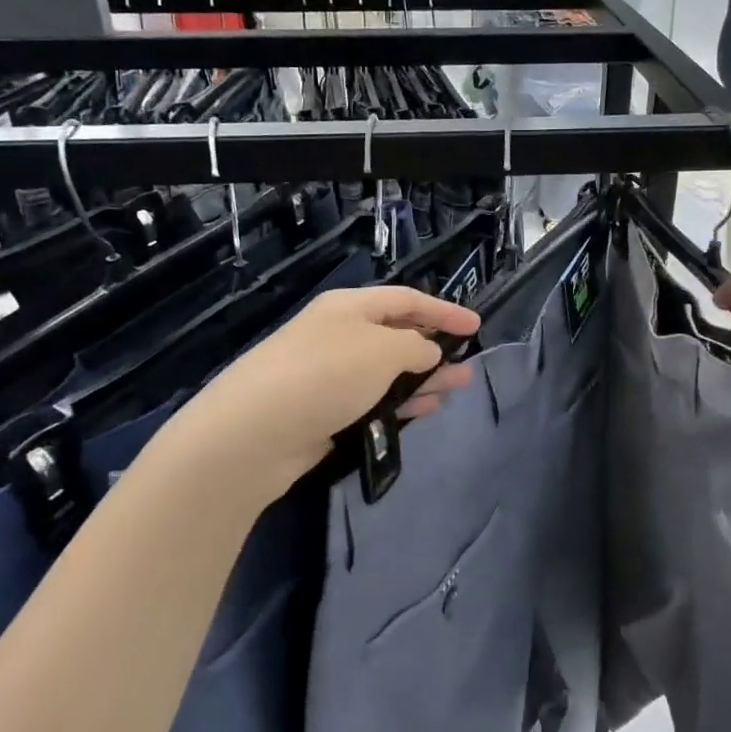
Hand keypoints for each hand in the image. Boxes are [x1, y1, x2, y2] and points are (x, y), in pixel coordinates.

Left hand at [164, 286, 480, 500]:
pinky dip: (400, 403)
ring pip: (387, 371)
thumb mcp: (384, 351)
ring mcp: (329, 374)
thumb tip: (427, 352)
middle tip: (469, 364)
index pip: (407, 299)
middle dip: (435, 347)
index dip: (444, 310)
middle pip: (397, 334)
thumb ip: (416, 348)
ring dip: (423, 378)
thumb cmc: (326, 375)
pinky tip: (424, 411)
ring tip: (457, 389)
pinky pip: (372, 399)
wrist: (254, 432)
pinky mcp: (323, 410)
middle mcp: (339, 334)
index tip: (477, 325)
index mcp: (350, 307)